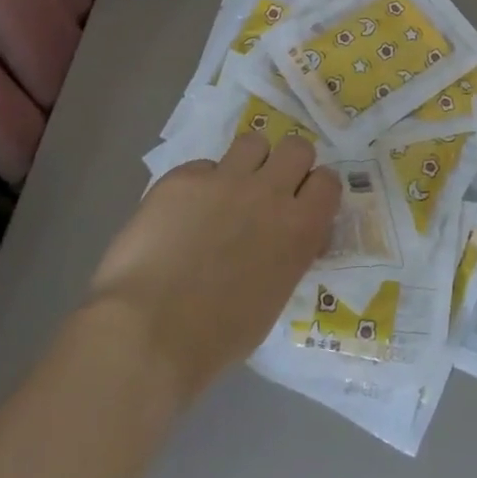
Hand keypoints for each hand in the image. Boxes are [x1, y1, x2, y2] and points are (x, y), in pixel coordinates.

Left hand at [86, 133, 339, 404]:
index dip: (314, 188)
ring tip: (226, 190)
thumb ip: (288, 254)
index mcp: (300, 228)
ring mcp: (225, 179)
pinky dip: (197, 185)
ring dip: (246, 163)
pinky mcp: (183, 178)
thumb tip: (286, 237)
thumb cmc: (217, 336)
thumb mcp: (274, 297)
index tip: (302, 202)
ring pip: (253, 142)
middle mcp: (270, 193)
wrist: (148, 333)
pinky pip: (201, 166)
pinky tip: (180, 214)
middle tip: (268, 189)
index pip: (328, 180)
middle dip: (287, 164)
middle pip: (297, 147)